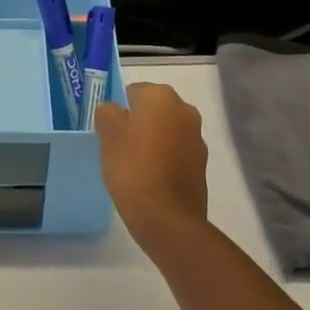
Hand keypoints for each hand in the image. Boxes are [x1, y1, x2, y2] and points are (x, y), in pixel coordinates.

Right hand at [94, 83, 208, 258]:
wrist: (167, 218)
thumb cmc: (132, 168)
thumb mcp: (107, 135)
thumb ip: (107, 113)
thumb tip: (114, 111)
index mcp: (161, 96)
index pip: (133, 91)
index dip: (118, 110)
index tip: (108, 131)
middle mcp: (185, 110)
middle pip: (153, 110)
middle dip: (138, 123)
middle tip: (118, 147)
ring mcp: (197, 137)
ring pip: (166, 131)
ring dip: (153, 141)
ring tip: (133, 166)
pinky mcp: (202, 164)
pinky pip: (176, 152)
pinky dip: (164, 159)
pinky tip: (150, 179)